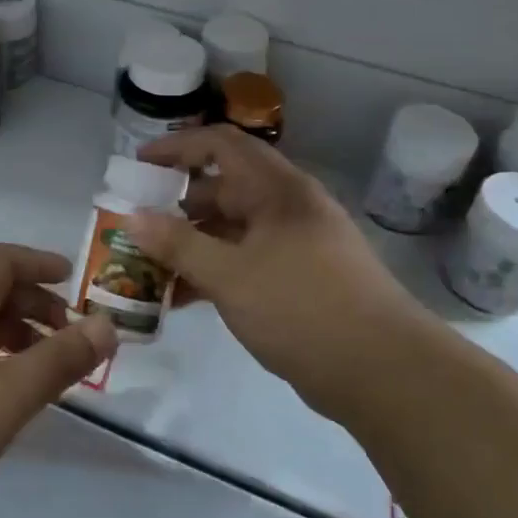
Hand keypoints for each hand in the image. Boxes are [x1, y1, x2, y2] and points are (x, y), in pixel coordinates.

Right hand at [131, 126, 431, 409]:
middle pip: (223, 188)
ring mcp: (296, 245)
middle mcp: (287, 208)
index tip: (139, 165)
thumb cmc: (303, 308)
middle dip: (177, 203)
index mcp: (276, 190)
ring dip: (192, 242)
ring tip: (151, 264)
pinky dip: (215, 271)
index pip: (220, 145)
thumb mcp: (229, 275)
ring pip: (233, 230)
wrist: (386, 372)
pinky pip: (246, 261)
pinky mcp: (300, 280)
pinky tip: (183, 297)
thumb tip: (131, 218)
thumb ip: (177, 245)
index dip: (177, 147)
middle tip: (137, 223)